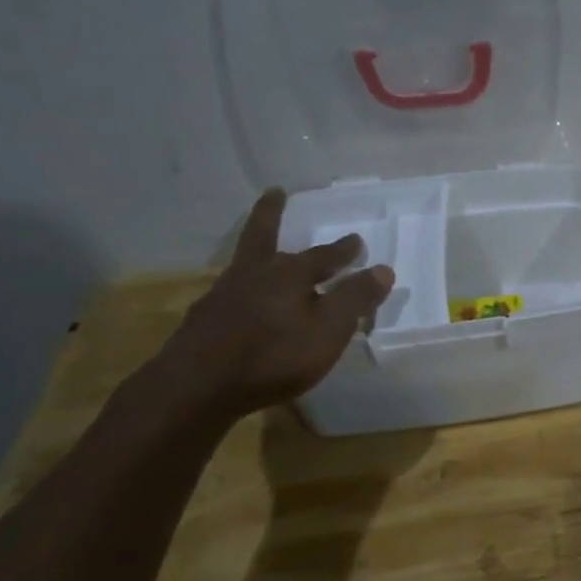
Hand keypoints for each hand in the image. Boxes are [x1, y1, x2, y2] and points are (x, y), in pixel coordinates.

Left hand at [150, 189, 393, 420]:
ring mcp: (224, 295)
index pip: (324, 256)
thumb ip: (355, 299)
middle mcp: (254, 274)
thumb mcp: (329, 330)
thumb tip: (383, 268)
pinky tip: (245, 302)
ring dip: (257, 251)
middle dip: (273, 215)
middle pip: (264, 237)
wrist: (198, 387)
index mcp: (289, 274)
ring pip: (245, 263)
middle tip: (276, 194)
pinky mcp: (205, 319)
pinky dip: (243, 288)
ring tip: (266, 252)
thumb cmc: (274, 355)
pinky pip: (231, 292)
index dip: (343, 250)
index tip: (356, 240)